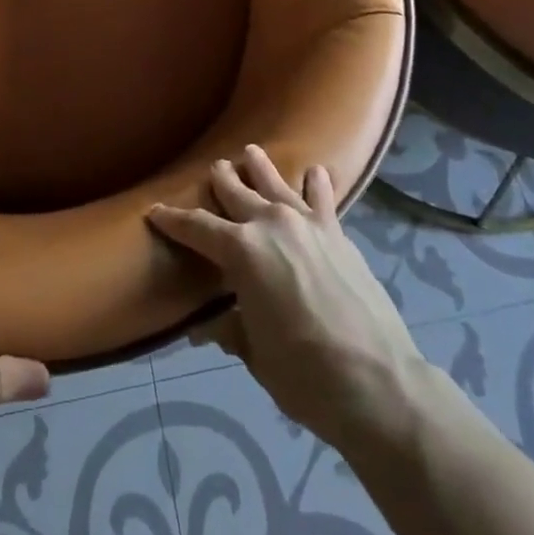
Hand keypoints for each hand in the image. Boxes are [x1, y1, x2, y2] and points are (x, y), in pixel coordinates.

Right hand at [149, 145, 423, 448]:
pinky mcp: (337, 233)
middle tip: (212, 168)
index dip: (173, 220)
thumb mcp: (255, 354)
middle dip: (220, 180)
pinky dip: (315, 183)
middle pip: (236, 192)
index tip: (155, 211)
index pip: (196, 227)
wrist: (378, 382)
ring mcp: (306, 223)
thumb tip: (203, 325)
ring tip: (250, 152)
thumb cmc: (304, 375)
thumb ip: (229, 328)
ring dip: (260, 167)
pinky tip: (315, 171)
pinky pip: (322, 197)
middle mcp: (270, 223)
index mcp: (241, 251)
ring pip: (275, 183)